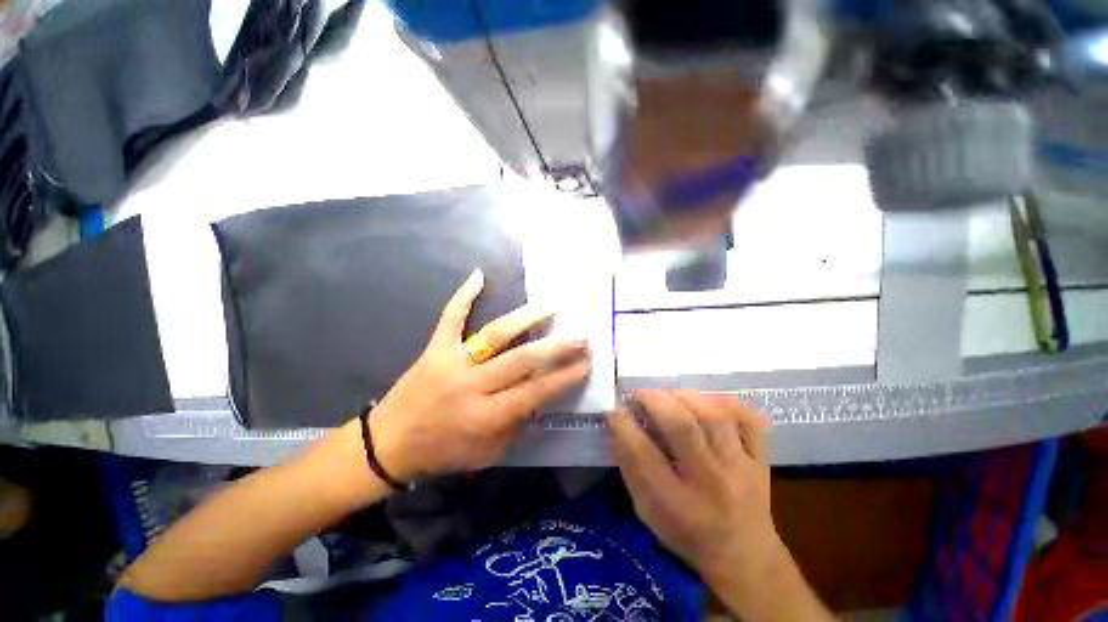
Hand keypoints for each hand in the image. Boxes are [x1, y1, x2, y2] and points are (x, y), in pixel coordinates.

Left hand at [370, 269, 591, 481]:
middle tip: (581, 335)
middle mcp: (473, 386)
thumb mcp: (488, 452)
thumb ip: (517, 424)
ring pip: (494, 335)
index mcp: (487, 417)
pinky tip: (479, 275)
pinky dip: (464, 296)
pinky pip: (451, 318)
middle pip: (521, 361)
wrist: (389, 444)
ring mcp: (453, 363)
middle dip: (556, 347)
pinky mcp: (435, 349)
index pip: (535, 392)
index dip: (565, 376)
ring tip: (550, 307)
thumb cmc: (444, 451)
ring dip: (525, 319)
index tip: (587, 362)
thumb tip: (541, 396)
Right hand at [609, 390, 784, 600]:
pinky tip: (707, 402)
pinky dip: (727, 404)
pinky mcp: (761, 460)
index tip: (612, 405)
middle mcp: (711, 484)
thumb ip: (630, 467)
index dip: (623, 424)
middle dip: (656, 400)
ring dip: (686, 397)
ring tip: (669, 394)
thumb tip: (616, 422)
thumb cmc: (686, 534)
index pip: (643, 454)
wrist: (744, 557)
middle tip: (640, 391)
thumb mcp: (647, 511)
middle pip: (684, 428)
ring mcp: (741, 469)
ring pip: (715, 417)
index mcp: (677, 504)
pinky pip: (749, 421)